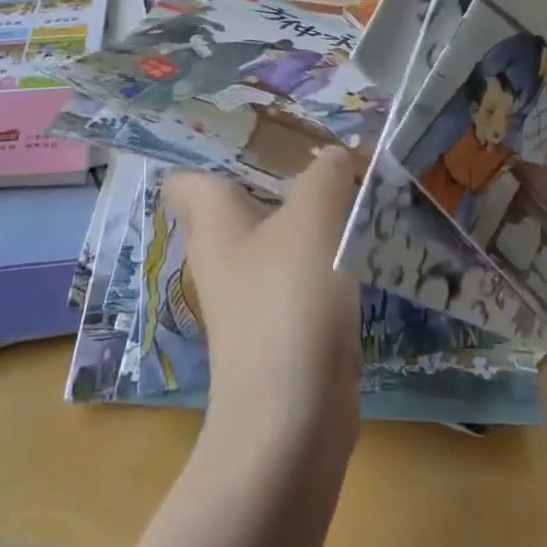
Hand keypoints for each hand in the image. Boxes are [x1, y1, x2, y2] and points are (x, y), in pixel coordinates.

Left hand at [162, 148, 363, 447]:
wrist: (292, 421)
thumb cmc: (288, 300)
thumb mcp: (315, 217)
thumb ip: (327, 171)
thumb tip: (337, 154)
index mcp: (211, 218)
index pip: (185, 175)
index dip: (213, 150)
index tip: (262, 125)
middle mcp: (221, 250)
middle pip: (242, 195)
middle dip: (283, 167)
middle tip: (325, 141)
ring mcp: (250, 289)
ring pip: (277, 229)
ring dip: (310, 206)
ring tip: (351, 174)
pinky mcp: (281, 320)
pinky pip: (300, 265)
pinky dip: (325, 246)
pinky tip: (360, 231)